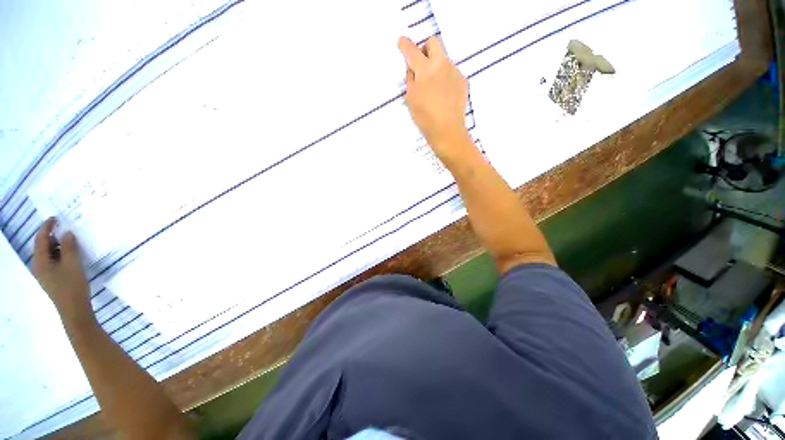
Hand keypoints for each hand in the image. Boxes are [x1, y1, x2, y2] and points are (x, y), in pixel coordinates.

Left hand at [32, 218, 92, 322]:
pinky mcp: (51, 277)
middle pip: (43, 246)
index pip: (41, 239)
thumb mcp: (73, 264)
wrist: (74, 310)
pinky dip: (60, 254)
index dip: (47, 227)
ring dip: (58, 245)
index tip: (56, 218)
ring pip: (48, 253)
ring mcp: (44, 273)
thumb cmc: (72, 285)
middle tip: (67, 229)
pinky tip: (70, 255)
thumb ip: (70, 247)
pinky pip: (53, 261)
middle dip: (53, 236)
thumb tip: (67, 233)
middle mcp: (38, 265)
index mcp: (40, 261)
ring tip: (71, 241)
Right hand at [398, 36, 470, 158]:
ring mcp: (454, 71)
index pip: (412, 50)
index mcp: (425, 70)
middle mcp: (442, 64)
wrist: (448, 131)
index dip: (405, 45)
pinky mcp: (462, 80)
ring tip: (433, 88)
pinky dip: (445, 77)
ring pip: (443, 59)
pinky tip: (443, 95)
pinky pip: (451, 72)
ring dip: (435, 66)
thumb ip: (410, 79)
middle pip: (433, 42)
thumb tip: (412, 68)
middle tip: (420, 65)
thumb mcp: (411, 99)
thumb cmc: (425, 118)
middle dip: (425, 49)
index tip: (402, 42)